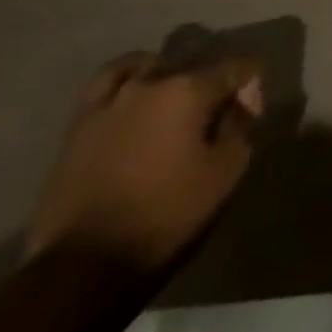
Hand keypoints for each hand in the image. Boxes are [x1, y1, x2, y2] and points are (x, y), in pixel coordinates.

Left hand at [24, 52, 262, 273]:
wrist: (83, 266)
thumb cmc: (167, 214)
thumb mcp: (227, 170)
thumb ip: (240, 126)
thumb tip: (238, 105)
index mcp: (189, 90)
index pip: (238, 67)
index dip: (253, 87)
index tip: (250, 116)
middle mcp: (149, 83)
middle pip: (195, 66)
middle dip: (215, 85)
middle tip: (221, 116)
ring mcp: (107, 103)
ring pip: (150, 68)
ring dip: (170, 79)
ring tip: (176, 102)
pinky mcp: (78, 126)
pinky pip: (106, 85)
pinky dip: (127, 82)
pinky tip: (135, 98)